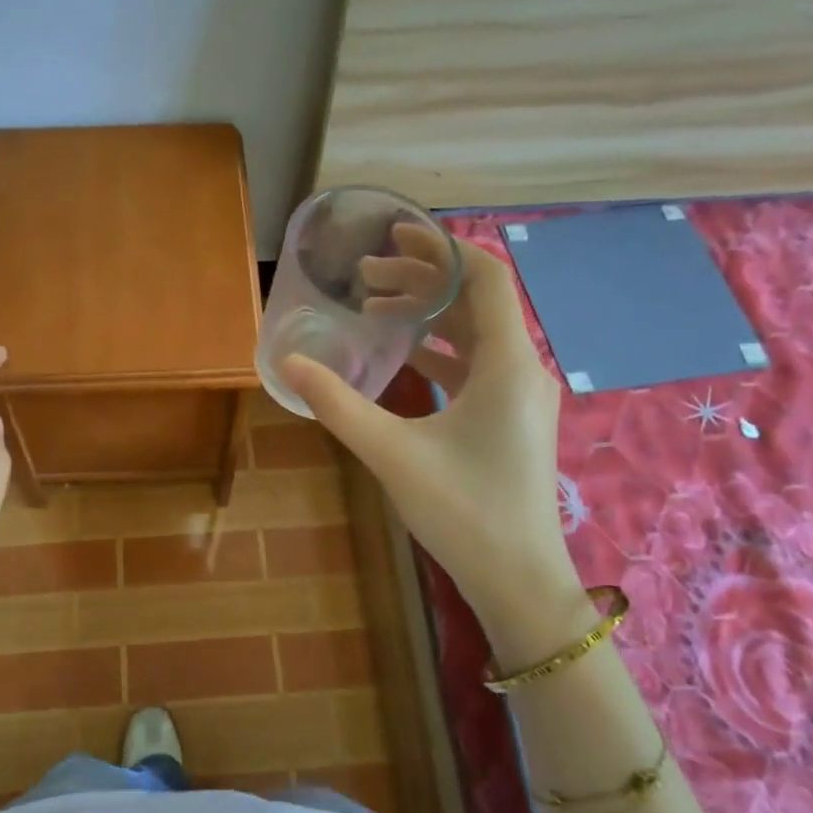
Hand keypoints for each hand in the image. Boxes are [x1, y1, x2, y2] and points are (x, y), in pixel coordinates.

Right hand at [279, 238, 587, 655]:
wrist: (518, 578)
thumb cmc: (462, 510)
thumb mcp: (390, 452)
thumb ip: (337, 404)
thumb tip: (289, 363)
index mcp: (506, 364)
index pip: (484, 277)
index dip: (441, 248)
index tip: (394, 234)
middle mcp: (523, 368)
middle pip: (476, 300)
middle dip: (422, 278)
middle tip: (366, 273)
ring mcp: (521, 395)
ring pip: (476, 332)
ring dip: (430, 313)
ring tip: (376, 304)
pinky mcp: (512, 418)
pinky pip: (477, 364)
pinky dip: (441, 348)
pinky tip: (403, 354)